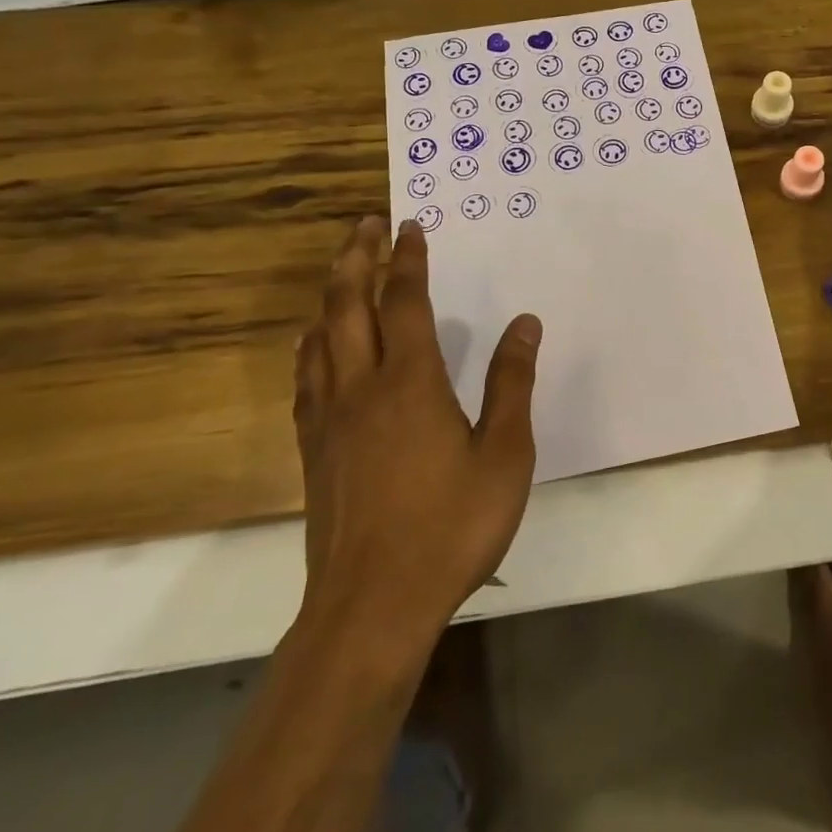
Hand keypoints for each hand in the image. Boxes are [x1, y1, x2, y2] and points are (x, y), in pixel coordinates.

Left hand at [293, 217, 542, 629]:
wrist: (372, 606)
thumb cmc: (451, 526)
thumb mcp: (504, 453)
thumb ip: (512, 383)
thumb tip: (525, 323)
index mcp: (411, 382)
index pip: (404, 302)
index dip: (407, 260)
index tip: (410, 226)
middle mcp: (362, 387)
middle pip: (347, 306)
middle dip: (356, 258)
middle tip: (366, 225)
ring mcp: (329, 420)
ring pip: (319, 338)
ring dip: (330, 296)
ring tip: (342, 273)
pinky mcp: (313, 451)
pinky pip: (306, 378)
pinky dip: (311, 345)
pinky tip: (316, 347)